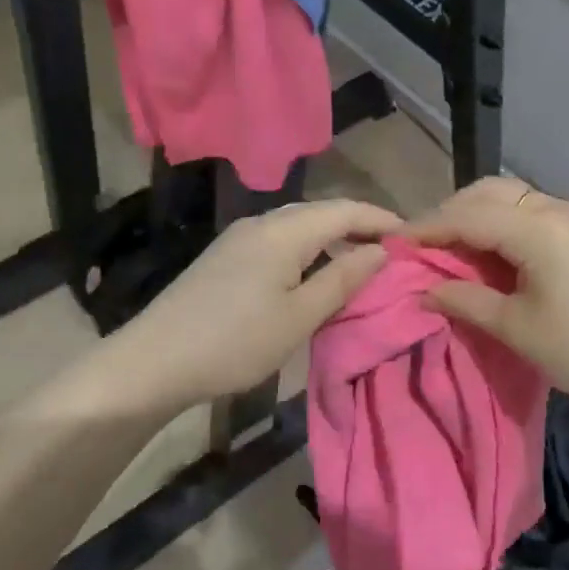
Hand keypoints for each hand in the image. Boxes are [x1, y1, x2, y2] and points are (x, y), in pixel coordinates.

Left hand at [98, 199, 400, 413]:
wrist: (154, 361)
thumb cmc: (235, 342)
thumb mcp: (299, 317)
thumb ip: (342, 279)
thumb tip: (381, 252)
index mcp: (284, 231)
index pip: (345, 209)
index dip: (382, 219)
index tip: (414, 238)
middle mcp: (262, 222)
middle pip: (322, 211)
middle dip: (360, 226)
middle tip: (392, 252)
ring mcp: (240, 237)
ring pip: (300, 225)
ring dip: (333, 238)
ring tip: (361, 263)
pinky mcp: (226, 256)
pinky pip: (280, 240)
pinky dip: (309, 249)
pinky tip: (315, 274)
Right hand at [404, 177, 568, 410]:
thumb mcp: (514, 327)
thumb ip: (464, 300)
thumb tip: (424, 290)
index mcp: (535, 228)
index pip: (467, 215)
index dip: (427, 228)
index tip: (394, 243)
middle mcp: (554, 208)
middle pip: (488, 193)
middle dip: (450, 213)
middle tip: (421, 245)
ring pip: (509, 197)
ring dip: (475, 215)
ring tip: (449, 247)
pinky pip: (529, 211)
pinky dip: (500, 223)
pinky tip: (489, 251)